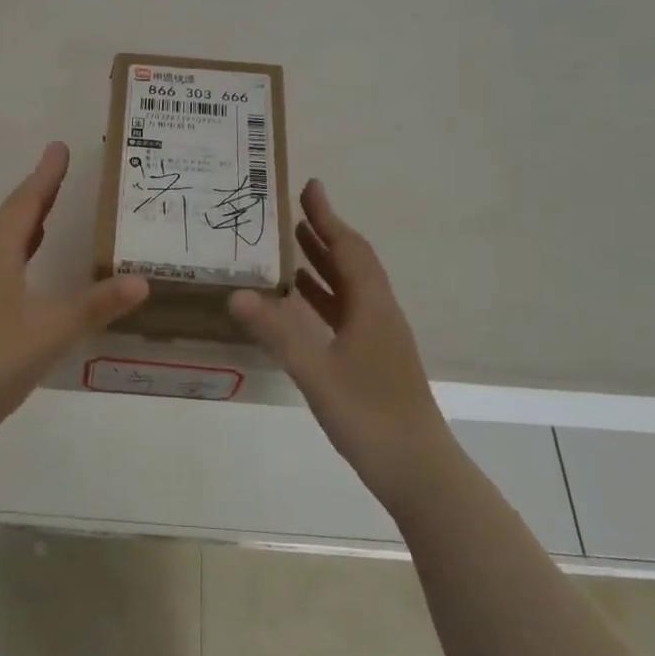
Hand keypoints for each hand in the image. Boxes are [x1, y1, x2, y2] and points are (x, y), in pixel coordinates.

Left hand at [0, 143, 147, 513]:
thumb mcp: (52, 331)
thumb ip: (96, 306)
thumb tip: (143, 281)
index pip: (25, 205)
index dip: (45, 177)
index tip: (60, 148)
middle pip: (13, 219)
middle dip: (38, 193)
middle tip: (60, 171)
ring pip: (7, 244)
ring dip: (29, 222)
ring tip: (51, 209)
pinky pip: (6, 268)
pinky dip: (25, 254)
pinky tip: (35, 268)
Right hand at [230, 180, 450, 514]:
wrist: (417, 469)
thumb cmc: (369, 415)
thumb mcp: (316, 372)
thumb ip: (277, 333)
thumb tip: (237, 294)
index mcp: (372, 307)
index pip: (348, 249)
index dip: (328, 217)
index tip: (310, 187)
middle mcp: (379, 313)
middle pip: (352, 261)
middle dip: (324, 233)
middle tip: (294, 210)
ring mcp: (379, 337)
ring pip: (349, 287)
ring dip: (323, 263)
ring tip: (293, 243)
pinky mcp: (373, 358)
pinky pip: (346, 312)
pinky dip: (324, 296)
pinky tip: (302, 302)